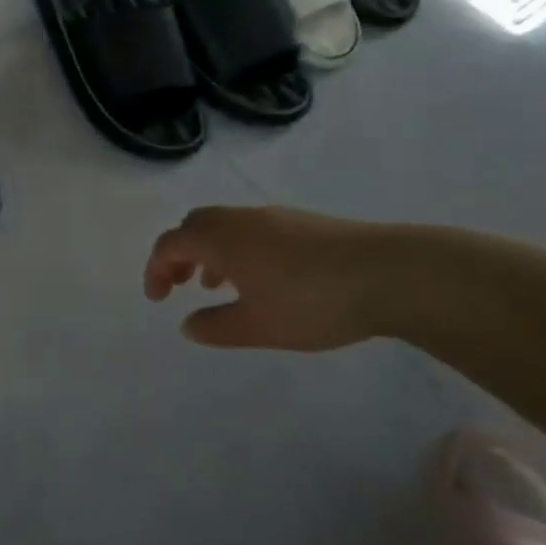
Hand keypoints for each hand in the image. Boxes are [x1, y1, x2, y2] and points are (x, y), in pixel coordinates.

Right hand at [143, 205, 391, 350]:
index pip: (170, 244)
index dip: (155, 269)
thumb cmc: (312, 302)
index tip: (158, 299)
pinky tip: (261, 279)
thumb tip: (188, 324)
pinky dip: (238, 249)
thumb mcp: (258, 327)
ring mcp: (274, 217)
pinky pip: (251, 229)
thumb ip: (216, 327)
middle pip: (193, 225)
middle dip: (179, 254)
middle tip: (180, 285)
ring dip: (209, 252)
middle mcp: (240, 219)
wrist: (390, 273)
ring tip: (217, 285)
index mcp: (220, 238)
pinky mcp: (303, 223)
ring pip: (224, 226)